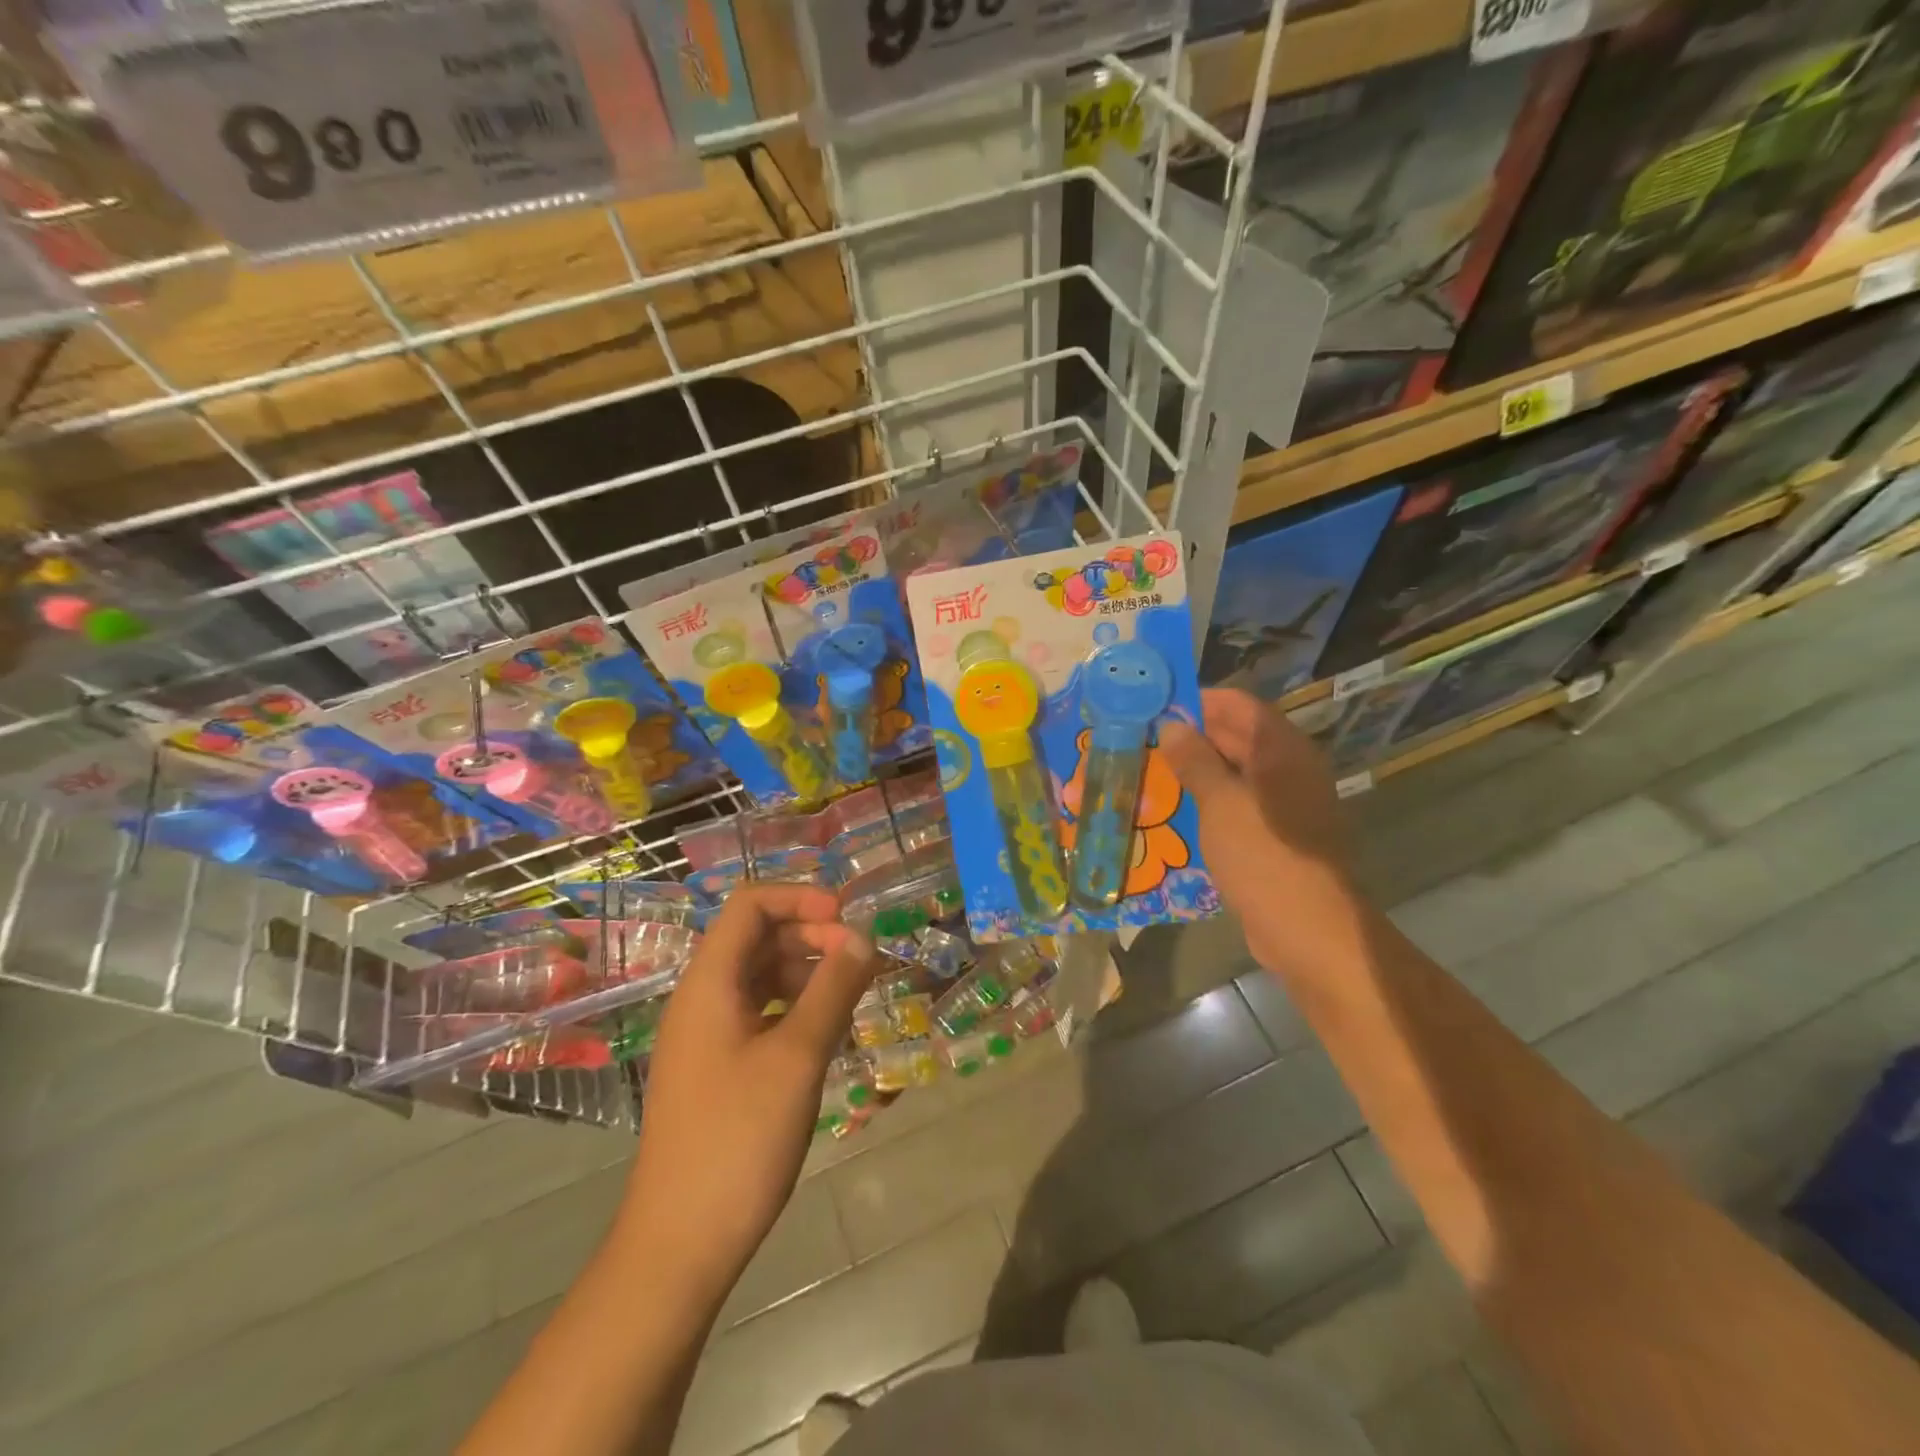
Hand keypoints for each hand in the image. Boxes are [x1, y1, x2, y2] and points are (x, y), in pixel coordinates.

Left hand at [618, 884, 879, 1298]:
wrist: (680, 1244)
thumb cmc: (738, 1140)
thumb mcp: (797, 1058)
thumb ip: (832, 990)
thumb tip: (862, 938)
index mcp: (709, 983)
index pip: (750, 905)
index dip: (799, 898)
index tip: (846, 920)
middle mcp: (701, 998)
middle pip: (756, 937)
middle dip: (810, 935)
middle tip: (859, 960)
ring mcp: (706, 1035)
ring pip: (759, 976)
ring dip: (806, 971)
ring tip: (851, 993)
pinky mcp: (716, 1067)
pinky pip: (759, 1012)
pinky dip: (794, 1006)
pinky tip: (825, 1030)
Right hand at [1161, 688, 1364, 975]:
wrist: (1308, 930)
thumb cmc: (1264, 855)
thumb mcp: (1221, 803)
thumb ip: (1195, 760)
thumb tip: (1172, 726)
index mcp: (1282, 750)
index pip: (1238, 705)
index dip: (1198, 700)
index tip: (1155, 705)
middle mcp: (1287, 769)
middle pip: (1236, 736)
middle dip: (1191, 736)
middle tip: (1142, 738)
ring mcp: (1283, 804)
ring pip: (1233, 773)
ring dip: (1195, 770)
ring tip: (1148, 770)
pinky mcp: (1274, 835)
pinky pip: (1236, 805)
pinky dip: (1207, 801)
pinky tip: (1173, 810)